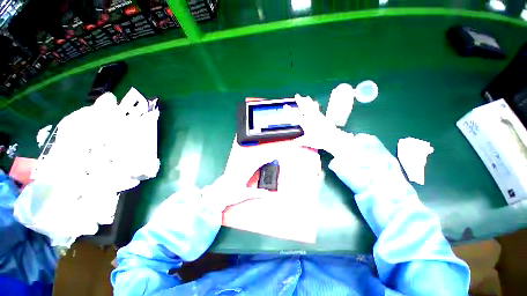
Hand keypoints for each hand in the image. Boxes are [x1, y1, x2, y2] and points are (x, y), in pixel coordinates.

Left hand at [202, 143, 276, 210]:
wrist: (214, 195)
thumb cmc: (228, 195)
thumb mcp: (244, 195)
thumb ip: (256, 193)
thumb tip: (267, 193)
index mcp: (244, 173)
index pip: (257, 164)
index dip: (265, 160)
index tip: (272, 158)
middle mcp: (240, 169)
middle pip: (253, 160)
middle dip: (262, 158)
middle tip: (269, 158)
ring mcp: (235, 169)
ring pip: (247, 160)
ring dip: (256, 159)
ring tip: (262, 160)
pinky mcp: (232, 171)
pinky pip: (243, 163)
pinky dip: (249, 162)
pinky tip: (249, 164)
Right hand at [285, 94, 351, 156]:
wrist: (332, 138)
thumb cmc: (318, 140)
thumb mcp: (306, 141)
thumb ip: (298, 142)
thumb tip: (290, 143)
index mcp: (305, 122)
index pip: (295, 115)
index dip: (289, 111)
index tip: (285, 105)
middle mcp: (311, 117)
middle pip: (304, 107)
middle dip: (300, 101)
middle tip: (297, 95)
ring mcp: (318, 116)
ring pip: (311, 107)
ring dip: (308, 102)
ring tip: (307, 97)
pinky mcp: (323, 117)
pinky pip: (317, 109)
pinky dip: (315, 106)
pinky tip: (315, 103)